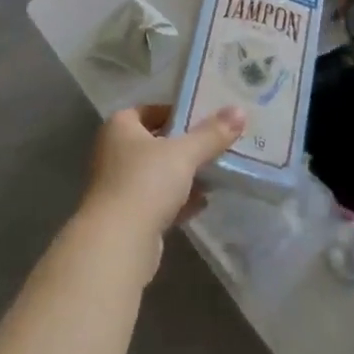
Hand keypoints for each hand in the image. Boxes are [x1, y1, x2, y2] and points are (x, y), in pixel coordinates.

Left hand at [81, 102, 245, 254]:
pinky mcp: (126, 217)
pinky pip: (156, 201)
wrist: (117, 243)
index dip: (175, 112)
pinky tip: (202, 204)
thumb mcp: (184, 153)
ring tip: (214, 175)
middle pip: (155, 143)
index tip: (203, 119)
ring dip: (182, 176)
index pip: (149, 110)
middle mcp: (113, 152)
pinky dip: (177, 201)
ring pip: (156, 174)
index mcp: (119, 127)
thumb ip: (211, 134)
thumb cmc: (146, 182)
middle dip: (184, 147)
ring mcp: (118, 186)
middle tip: (214, 146)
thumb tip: (239, 111)